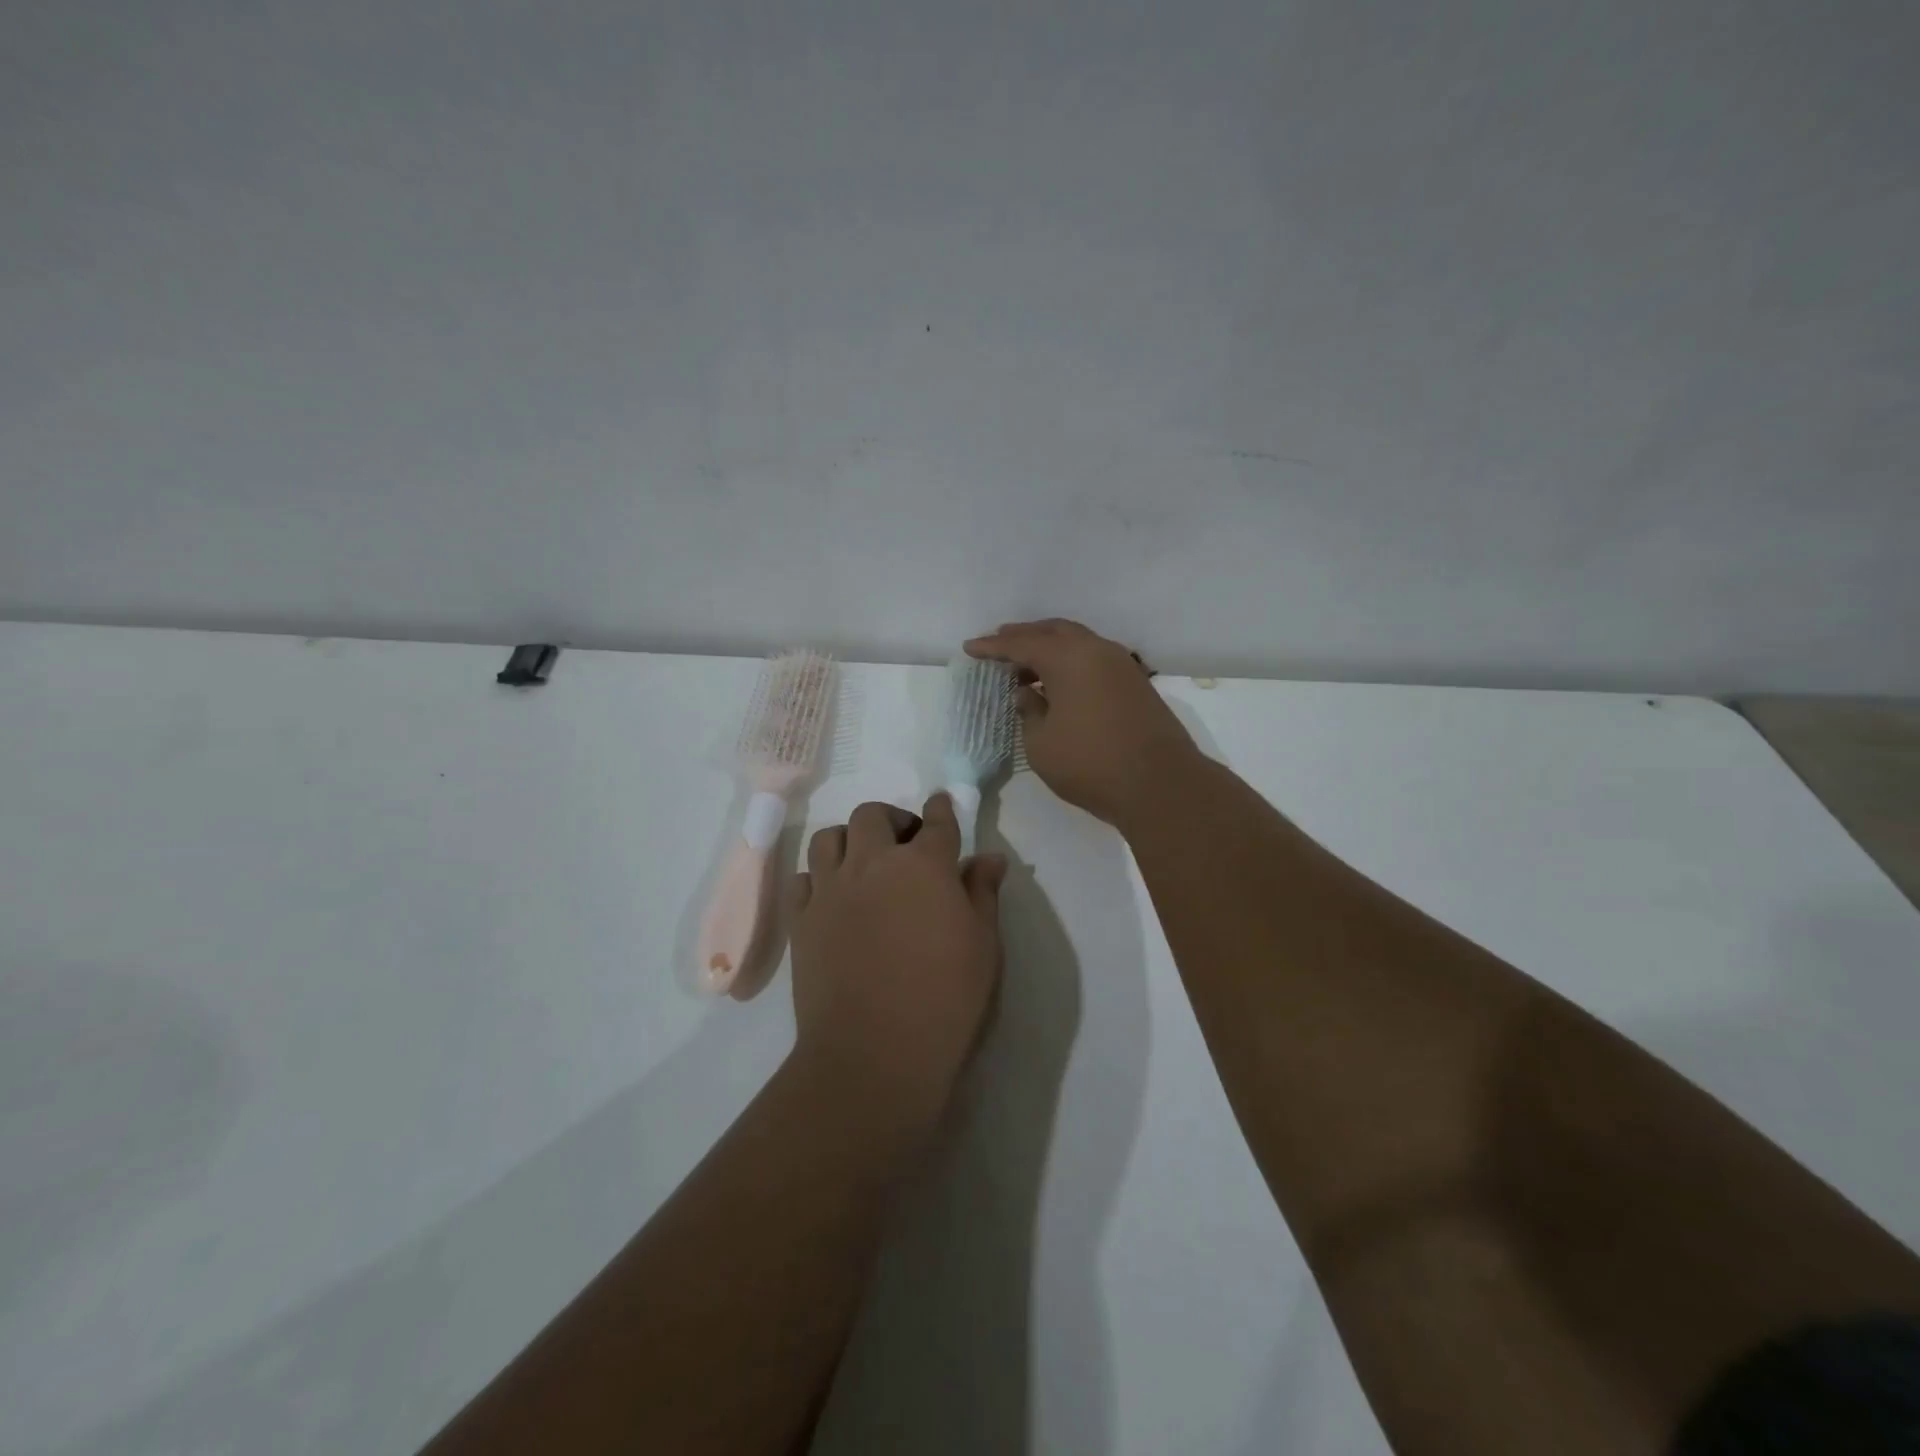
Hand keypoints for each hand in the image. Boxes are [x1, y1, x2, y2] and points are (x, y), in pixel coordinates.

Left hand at [789, 793, 1006, 1128]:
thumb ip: (982, 894)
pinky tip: (833, 898)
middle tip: (905, 845)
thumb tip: (989, 858)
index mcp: (924, 866)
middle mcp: (873, 864)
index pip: (936, 821)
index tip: (941, 806)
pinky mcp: (801, 920)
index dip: (940, 809)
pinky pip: (803, 879)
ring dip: (849, 841)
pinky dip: (819, 878)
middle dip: (891, 820)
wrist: (874, 1054)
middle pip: (872, 816)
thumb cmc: (945, 1000)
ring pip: (829, 838)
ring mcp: (831, 890)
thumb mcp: (983, 947)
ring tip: (863, 864)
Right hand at [965, 619, 1199, 826]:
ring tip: (1026, 665)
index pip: (1021, 643)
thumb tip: (1028, 693)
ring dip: (1049, 648)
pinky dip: (1071, 661)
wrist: (1161, 784)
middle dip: (1023, 636)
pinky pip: (1094, 658)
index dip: (993, 647)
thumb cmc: (1091, 764)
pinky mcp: (1136, 683)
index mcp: (1068, 658)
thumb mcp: (1041, 744)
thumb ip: (1029, 711)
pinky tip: (1059, 682)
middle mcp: (1096, 650)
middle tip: (999, 643)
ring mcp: (1121, 665)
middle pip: (1053, 631)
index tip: (970, 648)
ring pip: (1077, 642)